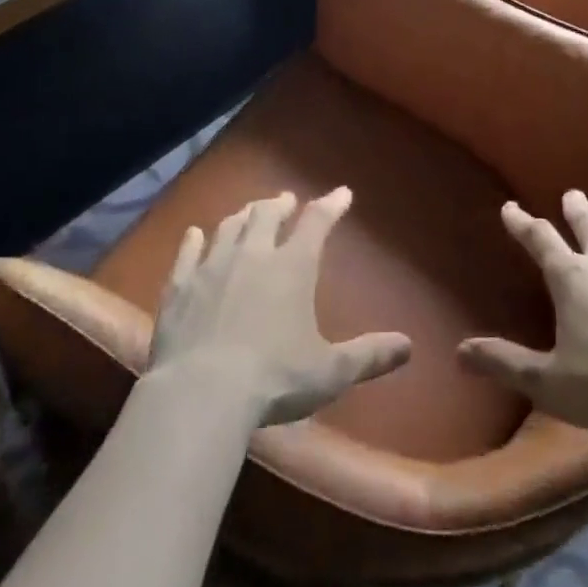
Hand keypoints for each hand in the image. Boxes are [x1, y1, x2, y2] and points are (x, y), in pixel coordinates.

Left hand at [147, 188, 411, 426]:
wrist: (201, 393)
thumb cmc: (274, 378)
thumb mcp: (331, 371)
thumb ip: (369, 355)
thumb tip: (408, 346)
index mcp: (293, 266)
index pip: (317, 222)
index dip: (331, 205)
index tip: (342, 193)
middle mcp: (254, 254)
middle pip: (267, 215)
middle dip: (279, 204)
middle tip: (285, 200)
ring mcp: (212, 266)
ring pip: (229, 227)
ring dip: (243, 215)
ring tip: (249, 212)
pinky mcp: (179, 287)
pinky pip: (187, 252)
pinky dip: (193, 240)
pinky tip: (194, 234)